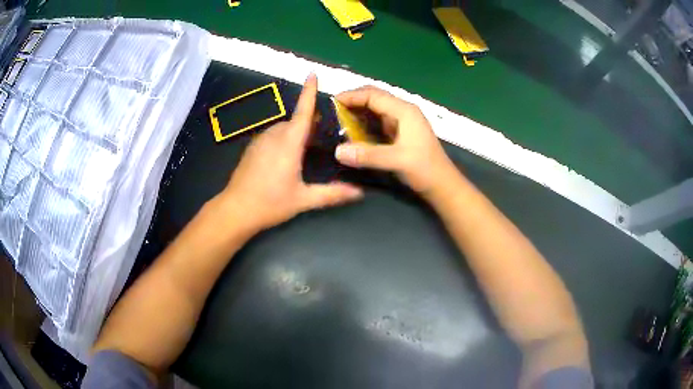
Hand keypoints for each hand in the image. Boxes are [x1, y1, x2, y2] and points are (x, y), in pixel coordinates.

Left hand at [216, 74, 363, 233]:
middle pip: (295, 121)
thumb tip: (359, 192)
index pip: (303, 112)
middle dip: (308, 125)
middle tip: (321, 140)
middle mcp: (274, 136)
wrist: (235, 210)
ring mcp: (260, 140)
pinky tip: (284, 160)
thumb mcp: (303, 199)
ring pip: (283, 128)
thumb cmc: (270, 203)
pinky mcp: (251, 148)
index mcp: (289, 143)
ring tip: (304, 153)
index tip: (313, 73)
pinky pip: (272, 136)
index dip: (309, 92)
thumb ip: (332, 194)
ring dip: (295, 133)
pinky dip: (282, 139)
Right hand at [334, 86, 456, 196]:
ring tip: (338, 121)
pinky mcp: (399, 134)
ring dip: (357, 113)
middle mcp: (402, 111)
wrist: (442, 185)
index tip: (332, 103)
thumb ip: (368, 155)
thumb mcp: (397, 161)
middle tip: (332, 112)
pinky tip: (352, 133)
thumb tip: (338, 151)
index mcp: (404, 111)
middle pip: (374, 98)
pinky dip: (363, 124)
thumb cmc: (425, 169)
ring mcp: (401, 122)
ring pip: (375, 110)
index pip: (373, 95)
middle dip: (353, 102)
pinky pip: (377, 123)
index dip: (352, 96)